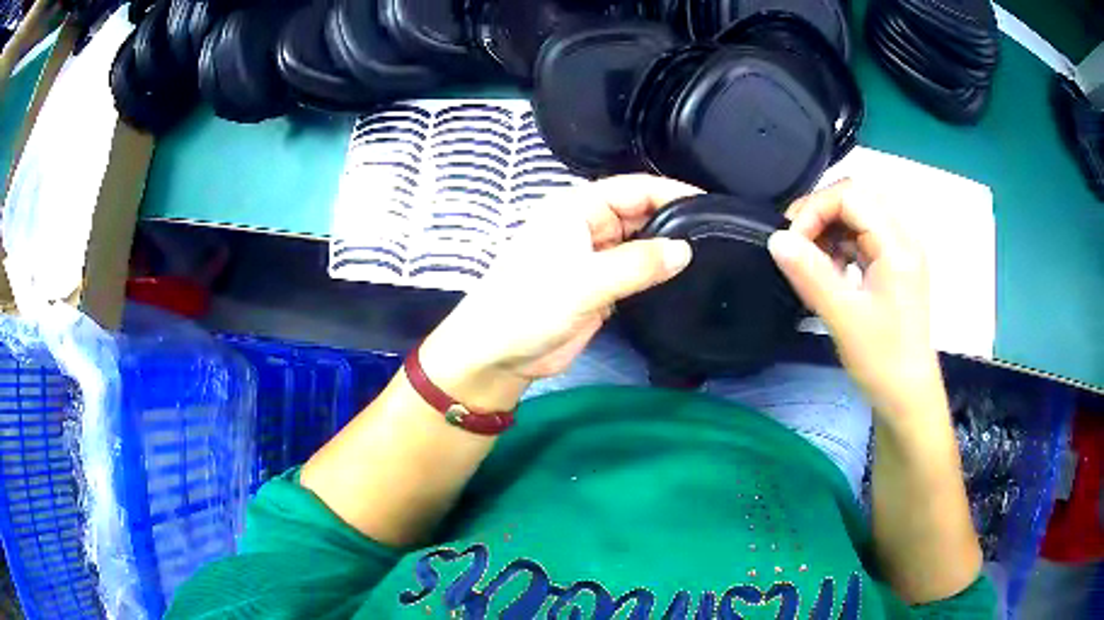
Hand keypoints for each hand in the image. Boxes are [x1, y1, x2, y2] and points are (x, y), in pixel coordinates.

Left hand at [421, 175, 697, 400]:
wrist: (499, 355)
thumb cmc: (530, 306)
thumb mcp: (585, 281)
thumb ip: (638, 263)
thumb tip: (686, 250)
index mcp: (577, 208)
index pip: (634, 188)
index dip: (672, 192)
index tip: (711, 206)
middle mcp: (587, 226)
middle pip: (639, 213)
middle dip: (674, 221)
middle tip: (718, 234)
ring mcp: (594, 257)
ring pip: (639, 244)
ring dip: (666, 249)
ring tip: (711, 255)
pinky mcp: (599, 287)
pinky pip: (635, 271)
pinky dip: (656, 273)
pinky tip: (683, 279)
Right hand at [768, 180, 941, 424]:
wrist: (907, 397)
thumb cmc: (881, 359)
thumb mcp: (842, 317)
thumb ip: (809, 274)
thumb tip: (774, 238)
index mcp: (897, 244)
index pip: (851, 195)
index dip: (815, 209)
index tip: (791, 243)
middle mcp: (903, 237)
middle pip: (857, 197)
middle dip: (821, 213)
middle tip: (797, 244)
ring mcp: (901, 251)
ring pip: (859, 214)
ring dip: (830, 229)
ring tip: (813, 262)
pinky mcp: (895, 266)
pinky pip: (865, 236)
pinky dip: (841, 244)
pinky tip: (832, 271)